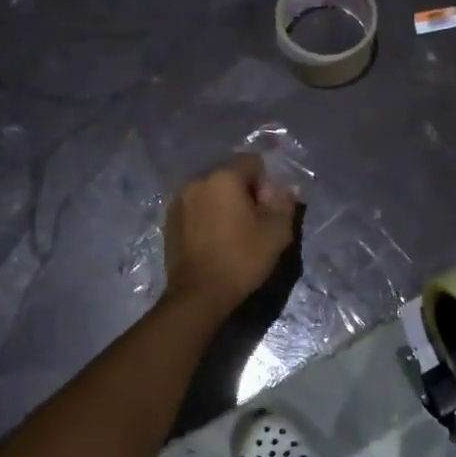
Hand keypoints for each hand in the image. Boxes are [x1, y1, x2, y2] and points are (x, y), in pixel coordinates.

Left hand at [164, 155, 296, 315]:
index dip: (266, 183)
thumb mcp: (277, 232)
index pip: (253, 162)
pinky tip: (214, 240)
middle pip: (230, 176)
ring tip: (233, 233)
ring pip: (211, 193)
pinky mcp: (169, 221)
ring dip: (224, 205)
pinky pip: (196, 208)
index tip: (268, 210)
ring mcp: (179, 201)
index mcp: (223, 178)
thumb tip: (286, 188)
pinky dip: (208, 216)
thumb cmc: (242, 259)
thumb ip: (285, 202)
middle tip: (254, 223)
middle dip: (245, 193)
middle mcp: (197, 181)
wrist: (199, 294)